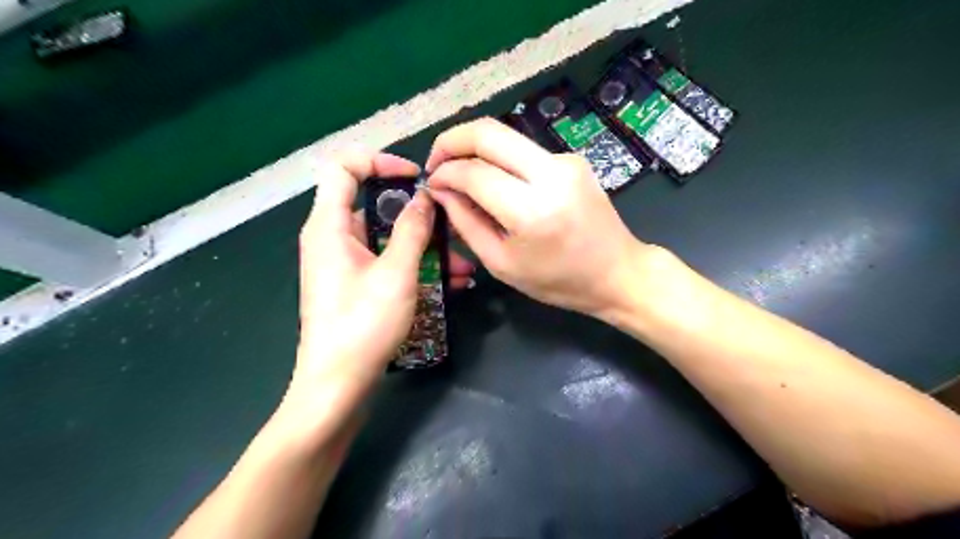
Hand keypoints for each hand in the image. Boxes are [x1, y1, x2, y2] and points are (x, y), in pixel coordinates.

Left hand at [293, 149, 471, 399]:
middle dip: (418, 216)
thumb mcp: (396, 273)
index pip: (344, 168)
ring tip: (464, 265)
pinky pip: (388, 264)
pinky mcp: (356, 286)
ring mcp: (345, 265)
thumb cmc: (362, 325)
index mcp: (329, 225)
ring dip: (425, 248)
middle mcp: (333, 238)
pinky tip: (452, 284)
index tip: (416, 177)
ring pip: (388, 241)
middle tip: (453, 225)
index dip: (380, 161)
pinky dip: (415, 267)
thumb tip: (424, 197)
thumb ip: (412, 229)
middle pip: (374, 206)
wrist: (337, 386)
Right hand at [428, 118, 651, 318]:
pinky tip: (496, 183)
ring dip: (475, 149)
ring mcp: (565, 160)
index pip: (473, 172)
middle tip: (436, 162)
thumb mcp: (502, 264)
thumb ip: (466, 223)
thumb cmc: (558, 281)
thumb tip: (441, 190)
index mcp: (532, 211)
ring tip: (461, 175)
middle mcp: (551, 173)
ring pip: (506, 136)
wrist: (618, 272)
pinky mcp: (572, 158)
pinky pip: (524, 150)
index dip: (444, 173)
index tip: (431, 183)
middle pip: (488, 132)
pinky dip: (500, 160)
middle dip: (452, 140)